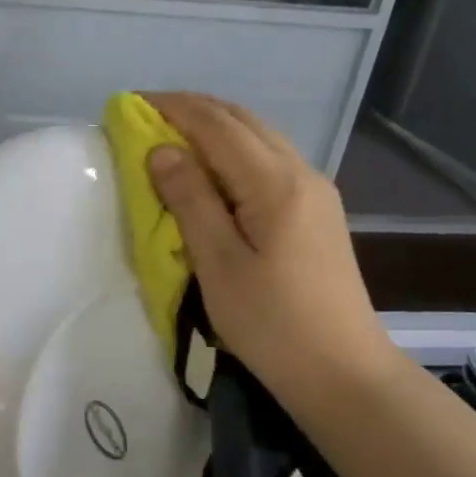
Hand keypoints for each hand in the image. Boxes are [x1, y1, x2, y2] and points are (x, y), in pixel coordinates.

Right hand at [143, 92, 398, 413]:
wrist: (343, 373)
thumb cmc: (272, 323)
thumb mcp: (219, 264)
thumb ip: (190, 200)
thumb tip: (161, 150)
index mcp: (275, 182)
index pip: (216, 124)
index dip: (173, 108)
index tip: (132, 104)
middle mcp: (301, 172)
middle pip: (242, 120)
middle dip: (194, 109)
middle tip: (148, 115)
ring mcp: (316, 190)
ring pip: (260, 137)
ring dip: (216, 127)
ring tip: (175, 136)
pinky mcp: (319, 211)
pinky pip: (271, 159)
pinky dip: (236, 149)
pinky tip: (216, 169)